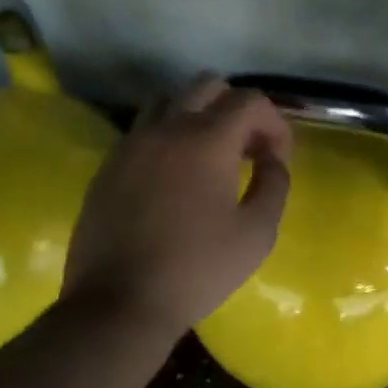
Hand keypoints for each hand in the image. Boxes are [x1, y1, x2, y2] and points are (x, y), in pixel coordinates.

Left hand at [63, 77, 292, 344]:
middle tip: (247, 150)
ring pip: (169, 100)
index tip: (278, 157)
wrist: (120, 302)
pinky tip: (175, 176)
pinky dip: (168, 135)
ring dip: (198, 115)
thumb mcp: (257, 233)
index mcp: (206, 139)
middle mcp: (166, 127)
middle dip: (236, 109)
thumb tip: (271, 159)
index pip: (249, 100)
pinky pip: (144, 129)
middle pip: (207, 85)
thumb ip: (275, 184)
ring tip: (210, 155)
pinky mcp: (109, 164)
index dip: (274, 122)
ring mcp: (132, 143)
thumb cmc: (197, 269)